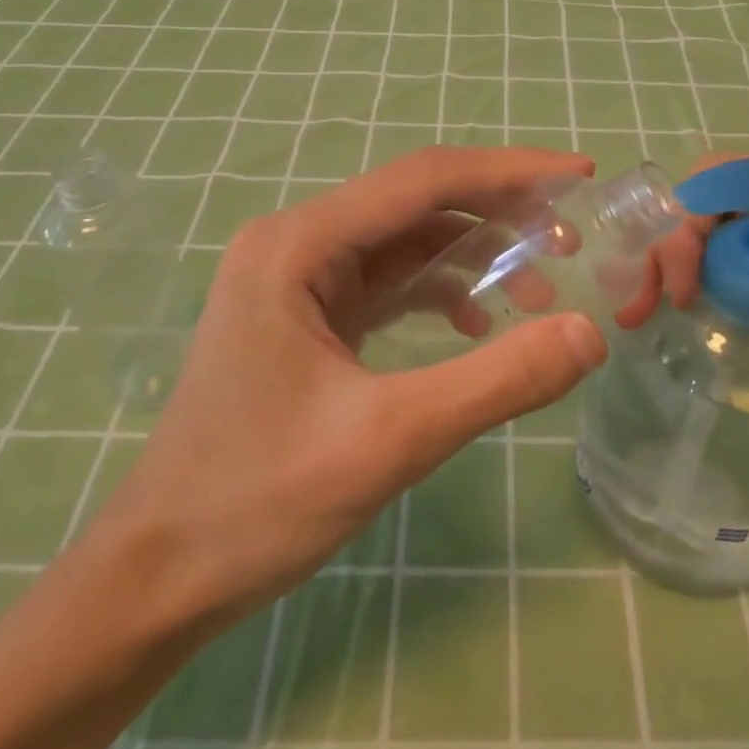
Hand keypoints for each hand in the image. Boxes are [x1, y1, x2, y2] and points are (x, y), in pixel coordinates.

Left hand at [99, 145, 609, 625]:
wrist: (158, 575)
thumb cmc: (258, 501)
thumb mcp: (390, 440)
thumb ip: (497, 381)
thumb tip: (590, 334)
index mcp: (299, 245)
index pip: (424, 181)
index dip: (509, 173)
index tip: (578, 177)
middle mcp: (296, 241)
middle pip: (417, 203)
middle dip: (498, 215)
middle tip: (571, 239)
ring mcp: (298, 276)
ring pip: (407, 241)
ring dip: (474, 257)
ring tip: (540, 289)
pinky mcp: (307, 313)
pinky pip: (388, 280)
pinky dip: (440, 291)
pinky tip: (478, 324)